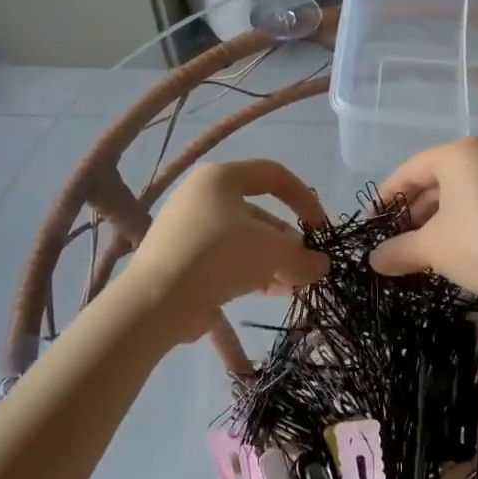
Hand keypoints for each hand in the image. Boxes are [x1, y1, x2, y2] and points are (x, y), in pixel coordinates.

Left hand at [122, 159, 329, 331]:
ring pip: (243, 240)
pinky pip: (224, 261)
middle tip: (306, 265)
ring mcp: (188, 230)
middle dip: (287, 241)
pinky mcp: (181, 261)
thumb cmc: (220, 256)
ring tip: (294, 285)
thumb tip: (321, 265)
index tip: (321, 228)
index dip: (304, 198)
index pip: (273, 175)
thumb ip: (304, 257)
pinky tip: (272, 293)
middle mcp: (202, 197)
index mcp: (220, 177)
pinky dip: (250, 273)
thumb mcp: (273, 252)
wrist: (156, 302)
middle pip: (258, 212)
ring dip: (273, 261)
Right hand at [368, 138, 477, 311]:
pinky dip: (466, 220)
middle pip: (438, 179)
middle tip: (395, 239)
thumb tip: (374, 260)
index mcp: (461, 153)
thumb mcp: (432, 248)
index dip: (386, 197)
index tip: (372, 223)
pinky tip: (457, 249)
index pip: (411, 170)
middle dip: (414, 211)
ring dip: (439, 218)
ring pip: (464, 192)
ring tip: (422, 248)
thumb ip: (398, 249)